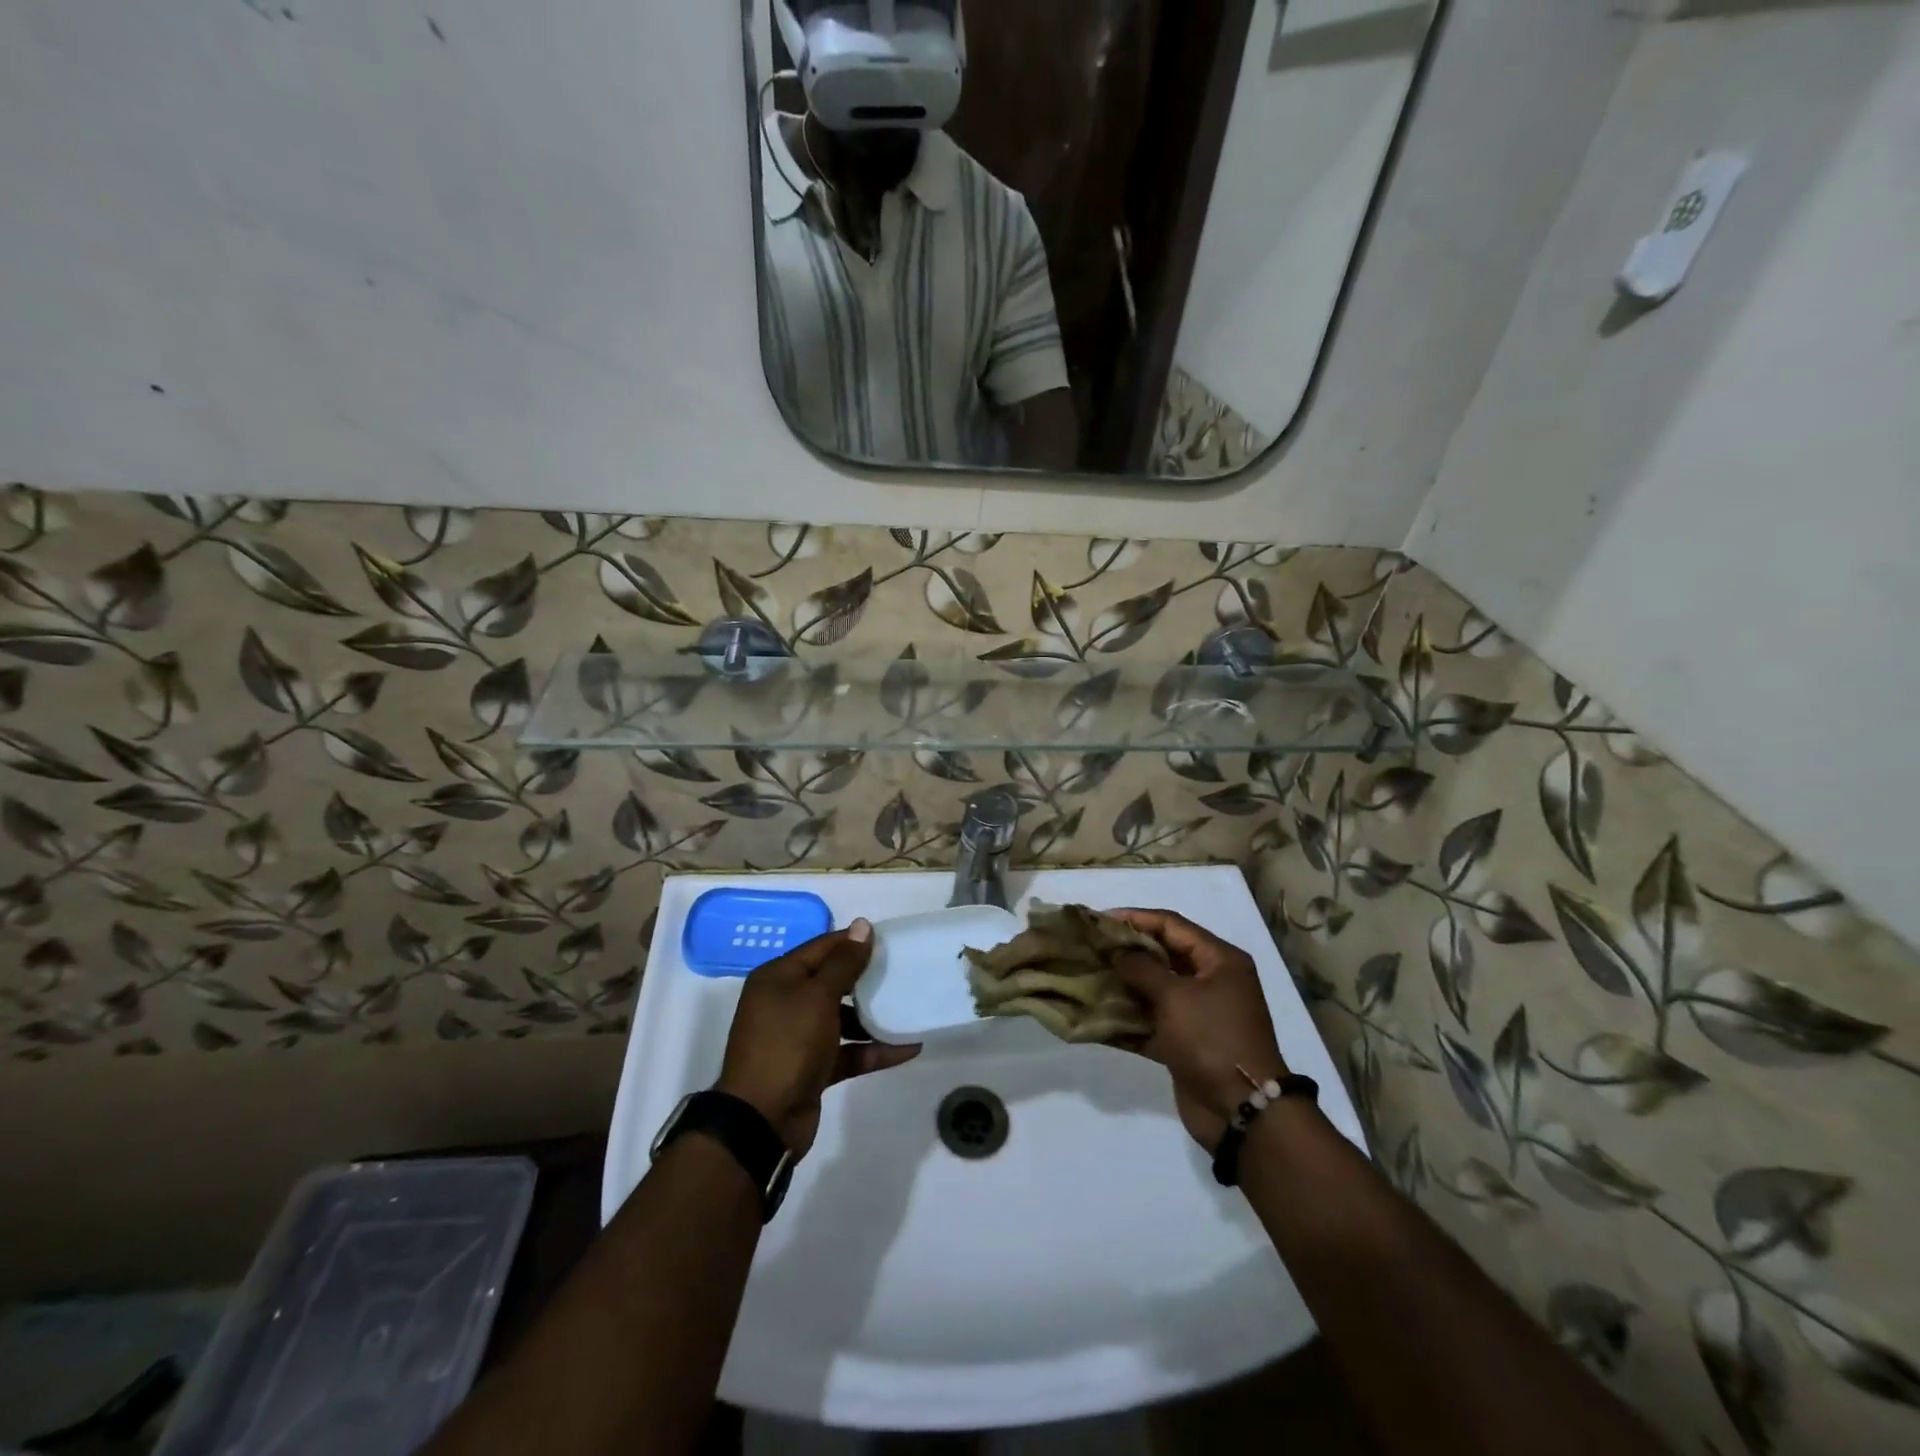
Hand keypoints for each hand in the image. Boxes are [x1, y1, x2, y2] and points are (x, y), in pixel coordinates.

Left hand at [716, 919, 919, 1156]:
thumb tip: (862, 925)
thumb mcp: (817, 997)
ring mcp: (798, 1037)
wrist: (761, 1121)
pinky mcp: (812, 1068)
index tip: (889, 940)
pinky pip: (847, 1051)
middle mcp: (785, 1002)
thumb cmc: (787, 1044)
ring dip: (872, 1016)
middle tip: (902, 971)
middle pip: (832, 981)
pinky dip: (872, 1050)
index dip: (853, 941)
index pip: (821, 947)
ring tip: (908, 1008)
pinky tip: (907, 1048)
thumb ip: (843, 962)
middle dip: (866, 978)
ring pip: (841, 1018)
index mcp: (778, 978)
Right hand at [1111, 908, 1288, 1149]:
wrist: (1242, 1110)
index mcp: (1219, 960)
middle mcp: (1210, 981)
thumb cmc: (1212, 1038)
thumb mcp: (1176, 996)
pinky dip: (1125, 1021)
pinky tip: (1094, 1017)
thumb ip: (1142, 968)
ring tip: (1087, 977)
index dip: (1136, 918)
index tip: (1100, 920)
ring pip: (1152, 990)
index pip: (1172, 925)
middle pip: (1162, 955)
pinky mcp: (1183, 1043)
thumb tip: (1117, 953)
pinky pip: (1150, 1023)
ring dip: (1121, 986)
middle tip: (1090, 948)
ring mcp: (1197, 1014)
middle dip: (1125, 952)